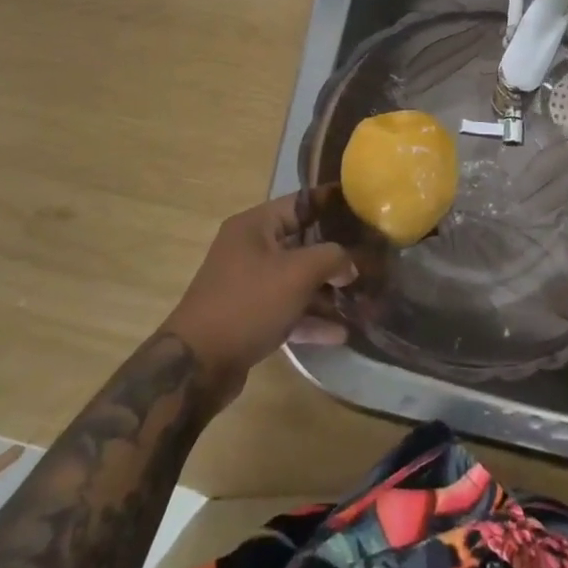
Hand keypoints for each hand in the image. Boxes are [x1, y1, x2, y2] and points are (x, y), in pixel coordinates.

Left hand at [162, 193, 353, 397]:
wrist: (198, 364)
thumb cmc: (248, 303)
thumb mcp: (297, 273)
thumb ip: (331, 258)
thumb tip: (350, 264)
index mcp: (255, 225)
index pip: (300, 202)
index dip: (331, 202)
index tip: (362, 204)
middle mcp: (250, 248)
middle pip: (300, 242)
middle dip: (334, 252)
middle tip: (370, 255)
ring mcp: (248, 284)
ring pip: (295, 279)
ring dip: (325, 289)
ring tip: (361, 298)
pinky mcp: (249, 317)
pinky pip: (287, 309)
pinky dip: (310, 318)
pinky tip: (340, 332)